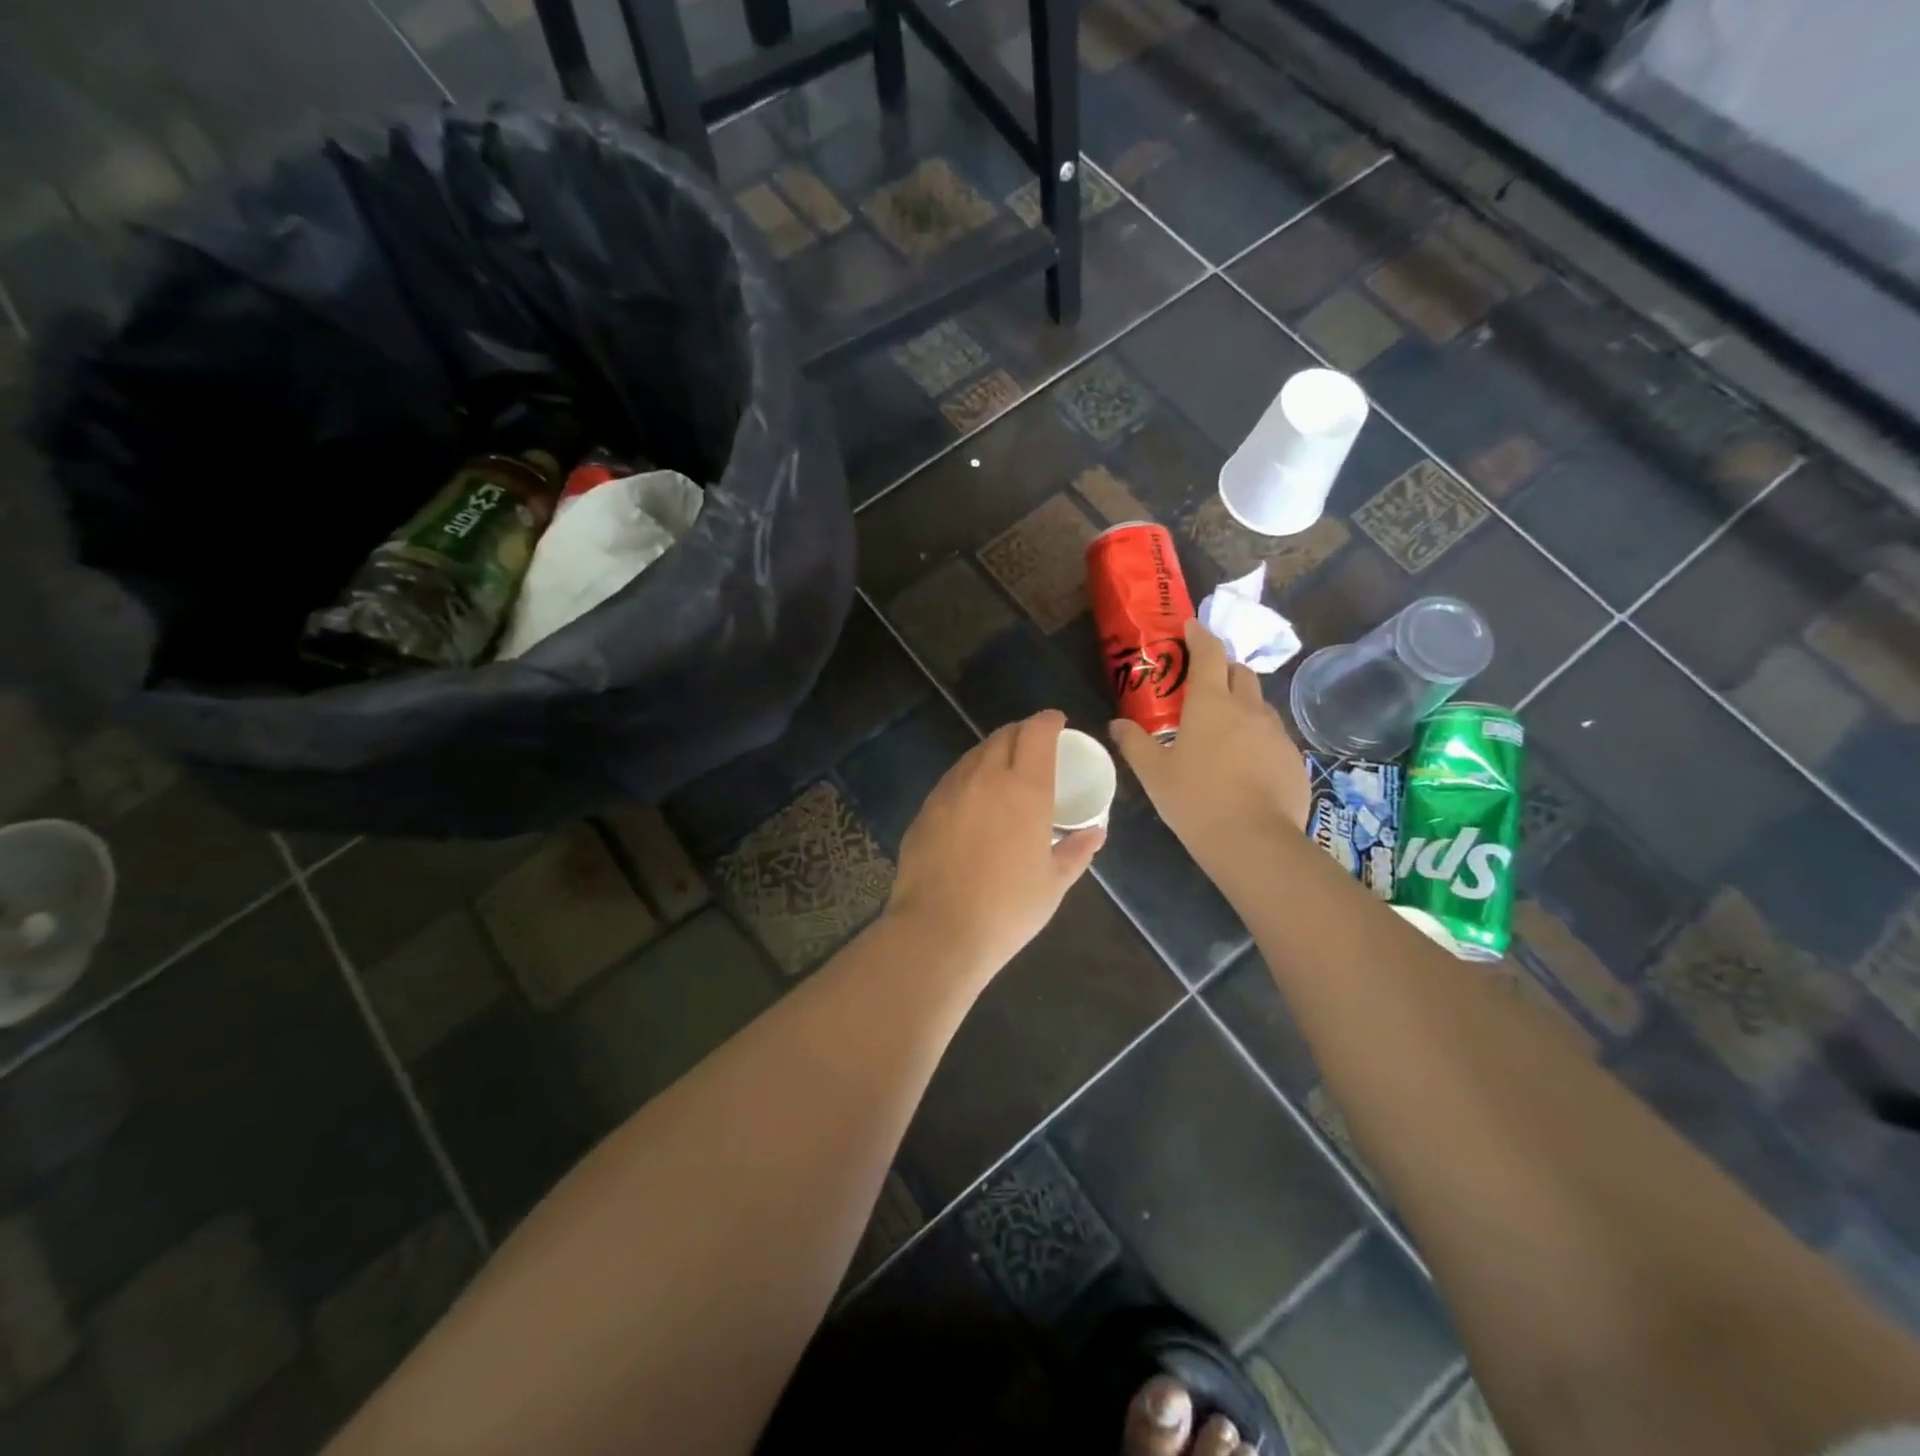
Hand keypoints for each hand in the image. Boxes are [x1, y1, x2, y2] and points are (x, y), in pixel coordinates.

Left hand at [884, 710, 1104, 977]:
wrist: (939, 930)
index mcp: (1025, 789)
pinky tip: (974, 800)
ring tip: (1005, 770)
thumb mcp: (1053, 883)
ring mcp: (950, 791)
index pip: (1036, 733)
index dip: (1048, 721)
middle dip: (1022, 732)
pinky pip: (953, 779)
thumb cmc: (1007, 909)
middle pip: (1004, 735)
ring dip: (994, 752)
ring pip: (974, 754)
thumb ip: (1076, 851)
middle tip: (1035, 747)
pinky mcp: (926, 809)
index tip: (1057, 723)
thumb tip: (1095, 833)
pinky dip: (969, 777)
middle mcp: (985, 778)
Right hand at [1112, 619, 1309, 866]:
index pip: (1209, 654)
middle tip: (1205, 683)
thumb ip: (1134, 744)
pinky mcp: (1293, 759)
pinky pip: (1273, 736)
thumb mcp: (1154, 774)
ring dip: (1242, 704)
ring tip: (1224, 729)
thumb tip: (1117, 724)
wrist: (1254, 841)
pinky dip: (1257, 737)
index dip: (1200, 636)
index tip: (1191, 626)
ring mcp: (1276, 733)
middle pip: (1240, 673)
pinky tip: (1246, 763)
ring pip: (1259, 704)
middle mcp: (1248, 709)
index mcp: (1211, 704)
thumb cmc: (1195, 800)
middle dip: (1223, 669)